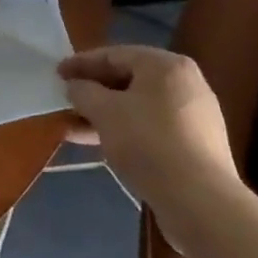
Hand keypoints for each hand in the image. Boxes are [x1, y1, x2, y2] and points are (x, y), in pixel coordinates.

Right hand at [59, 46, 237, 239]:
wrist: (200, 202)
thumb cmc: (148, 142)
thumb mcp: (104, 111)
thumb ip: (83, 92)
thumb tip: (75, 87)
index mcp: (166, 66)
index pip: (114, 55)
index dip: (81, 63)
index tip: (57, 74)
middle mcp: (186, 84)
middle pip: (128, 81)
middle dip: (93, 93)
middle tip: (66, 100)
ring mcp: (194, 117)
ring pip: (138, 108)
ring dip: (104, 116)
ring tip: (73, 128)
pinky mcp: (196, 146)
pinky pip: (151, 129)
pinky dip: (125, 132)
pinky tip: (100, 145)